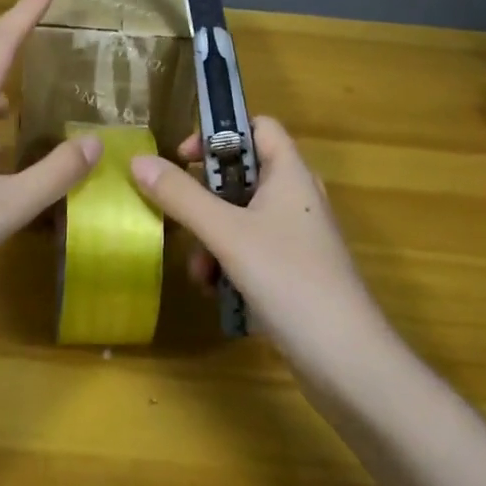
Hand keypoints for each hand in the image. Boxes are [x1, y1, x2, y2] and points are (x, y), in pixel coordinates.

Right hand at [129, 119, 389, 371]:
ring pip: (243, 216)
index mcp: (290, 173)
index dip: (219, 132)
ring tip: (198, 270)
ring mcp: (298, 236)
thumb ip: (181, 196)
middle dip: (205, 195)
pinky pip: (252, 249)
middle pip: (243, 174)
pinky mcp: (295, 270)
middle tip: (178, 212)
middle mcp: (296, 197)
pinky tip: (215, 290)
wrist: (346, 359)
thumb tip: (138, 160)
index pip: (259, 126)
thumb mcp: (227, 234)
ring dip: (212, 236)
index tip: (183, 157)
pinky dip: (229, 261)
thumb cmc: (289, 279)